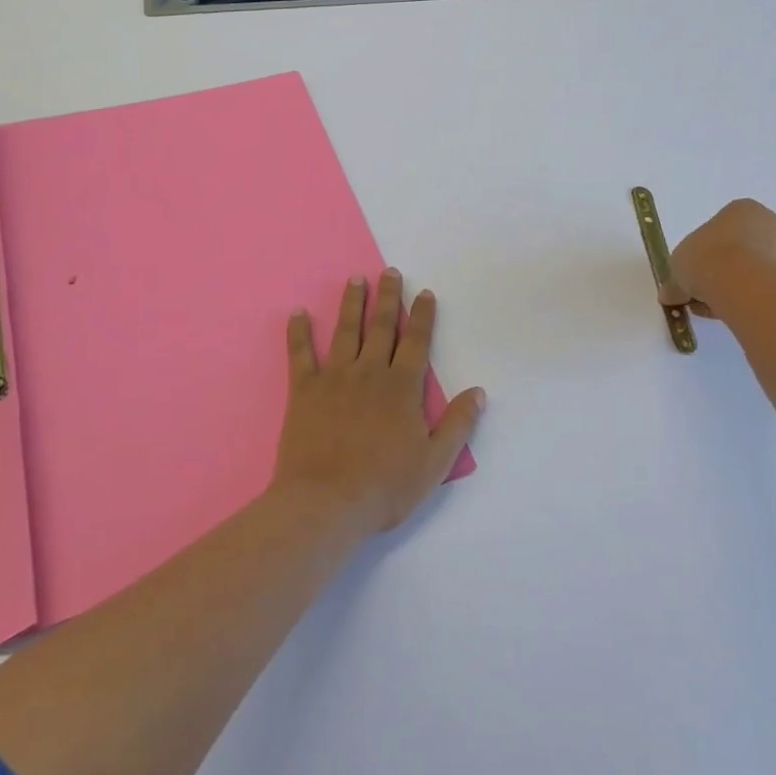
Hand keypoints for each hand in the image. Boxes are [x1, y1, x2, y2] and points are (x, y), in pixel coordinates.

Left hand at [274, 269, 484, 535]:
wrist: (326, 503)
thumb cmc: (385, 486)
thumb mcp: (434, 462)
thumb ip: (457, 425)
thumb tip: (478, 392)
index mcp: (402, 388)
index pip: (416, 342)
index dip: (422, 316)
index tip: (425, 293)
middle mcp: (370, 373)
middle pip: (381, 327)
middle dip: (388, 297)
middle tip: (389, 271)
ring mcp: (334, 378)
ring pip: (345, 331)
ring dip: (351, 303)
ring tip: (355, 279)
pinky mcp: (304, 391)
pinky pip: (300, 354)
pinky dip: (298, 332)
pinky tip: (297, 313)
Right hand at [659, 199, 775, 318]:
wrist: (744, 283)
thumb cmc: (707, 258)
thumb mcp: (677, 265)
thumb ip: (675, 280)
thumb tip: (669, 295)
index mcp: (741, 209)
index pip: (720, 229)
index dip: (703, 253)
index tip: (692, 274)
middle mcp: (770, 223)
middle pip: (742, 248)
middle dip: (723, 270)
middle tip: (703, 294)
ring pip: (756, 270)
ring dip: (738, 287)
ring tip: (717, 308)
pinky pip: (768, 288)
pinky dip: (753, 300)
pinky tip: (736, 313)